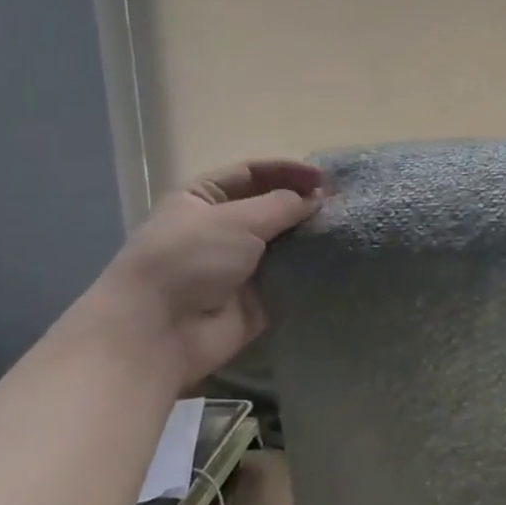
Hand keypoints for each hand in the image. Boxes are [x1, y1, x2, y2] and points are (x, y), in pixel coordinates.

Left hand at [84, 159, 322, 388]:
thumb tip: (316, 198)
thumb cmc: (189, 260)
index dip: (288, 171)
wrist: (159, 332)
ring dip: (310, 236)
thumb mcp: (236, 219)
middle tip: (341, 206)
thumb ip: (282, 204)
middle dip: (304, 205)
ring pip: (285, 242)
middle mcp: (221, 228)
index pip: (252, 173)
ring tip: (345, 230)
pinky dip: (311, 269)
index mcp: (203, 199)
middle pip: (271, 208)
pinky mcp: (257, 297)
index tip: (325, 179)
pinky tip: (339, 260)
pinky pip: (290, 277)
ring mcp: (239, 265)